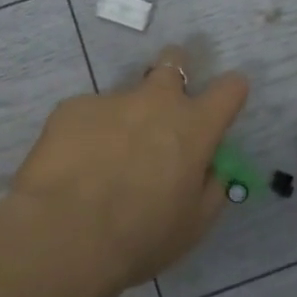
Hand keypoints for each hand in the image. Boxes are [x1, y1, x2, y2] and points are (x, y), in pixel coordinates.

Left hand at [8, 45, 248, 296]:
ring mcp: (111, 100)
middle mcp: (156, 101)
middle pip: (174, 60)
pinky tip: (74, 168)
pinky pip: (87, 115)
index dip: (231, 92)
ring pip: (126, 97)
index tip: (224, 104)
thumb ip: (210, 188)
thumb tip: (210, 170)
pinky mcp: (71, 108)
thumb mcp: (193, 224)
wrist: (65, 234)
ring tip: (104, 161)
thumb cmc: (141, 236)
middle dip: (176, 70)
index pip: (230, 88)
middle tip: (165, 104)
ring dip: (125, 119)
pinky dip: (87, 135)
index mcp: (194, 127)